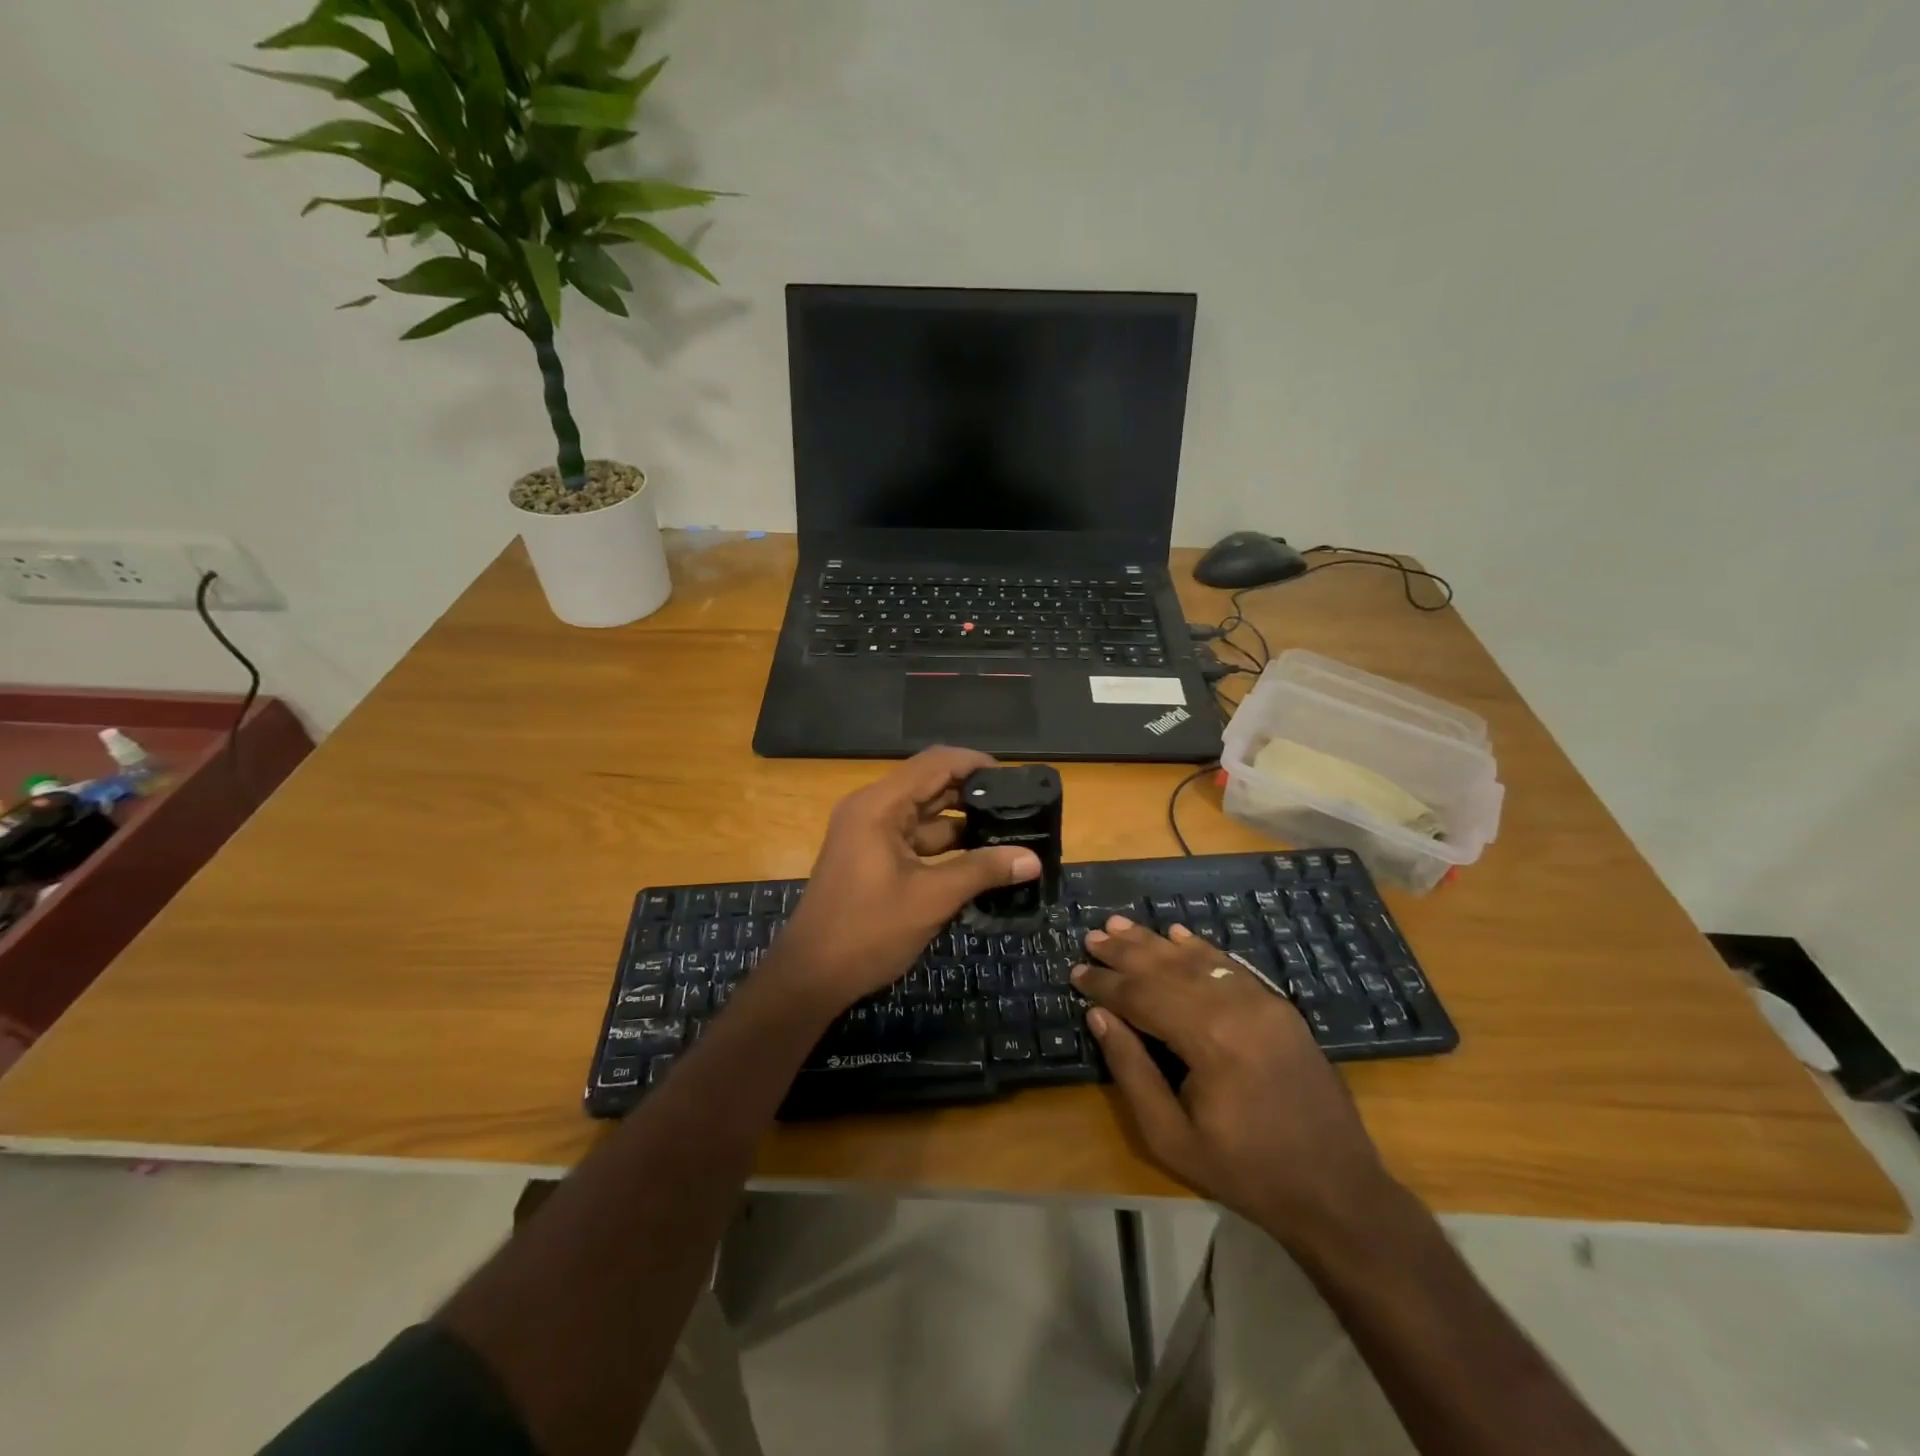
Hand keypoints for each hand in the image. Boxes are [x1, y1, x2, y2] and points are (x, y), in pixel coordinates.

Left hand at [770, 746, 1041, 1014]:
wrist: (810, 976)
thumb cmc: (868, 930)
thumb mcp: (932, 898)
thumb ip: (982, 870)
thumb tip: (1033, 858)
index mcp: (879, 805)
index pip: (936, 762)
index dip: (976, 763)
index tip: (1015, 779)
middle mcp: (872, 809)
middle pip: (931, 784)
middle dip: (974, 794)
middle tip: (1020, 806)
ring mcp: (870, 834)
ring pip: (925, 815)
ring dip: (962, 823)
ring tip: (1009, 831)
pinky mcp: (872, 857)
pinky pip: (915, 839)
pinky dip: (945, 846)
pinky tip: (980, 859)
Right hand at [1072, 917, 1392, 1247]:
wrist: (1336, 1190)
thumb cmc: (1245, 1172)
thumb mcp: (1171, 1137)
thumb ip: (1131, 1070)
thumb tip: (1099, 1015)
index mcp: (1209, 1041)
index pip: (1143, 997)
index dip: (1106, 984)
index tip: (1075, 972)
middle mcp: (1237, 1008)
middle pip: (1168, 969)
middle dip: (1125, 952)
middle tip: (1092, 936)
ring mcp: (1264, 1003)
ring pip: (1198, 961)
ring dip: (1156, 942)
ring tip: (1120, 925)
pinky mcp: (1280, 1007)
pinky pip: (1231, 966)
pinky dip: (1200, 948)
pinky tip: (1177, 934)